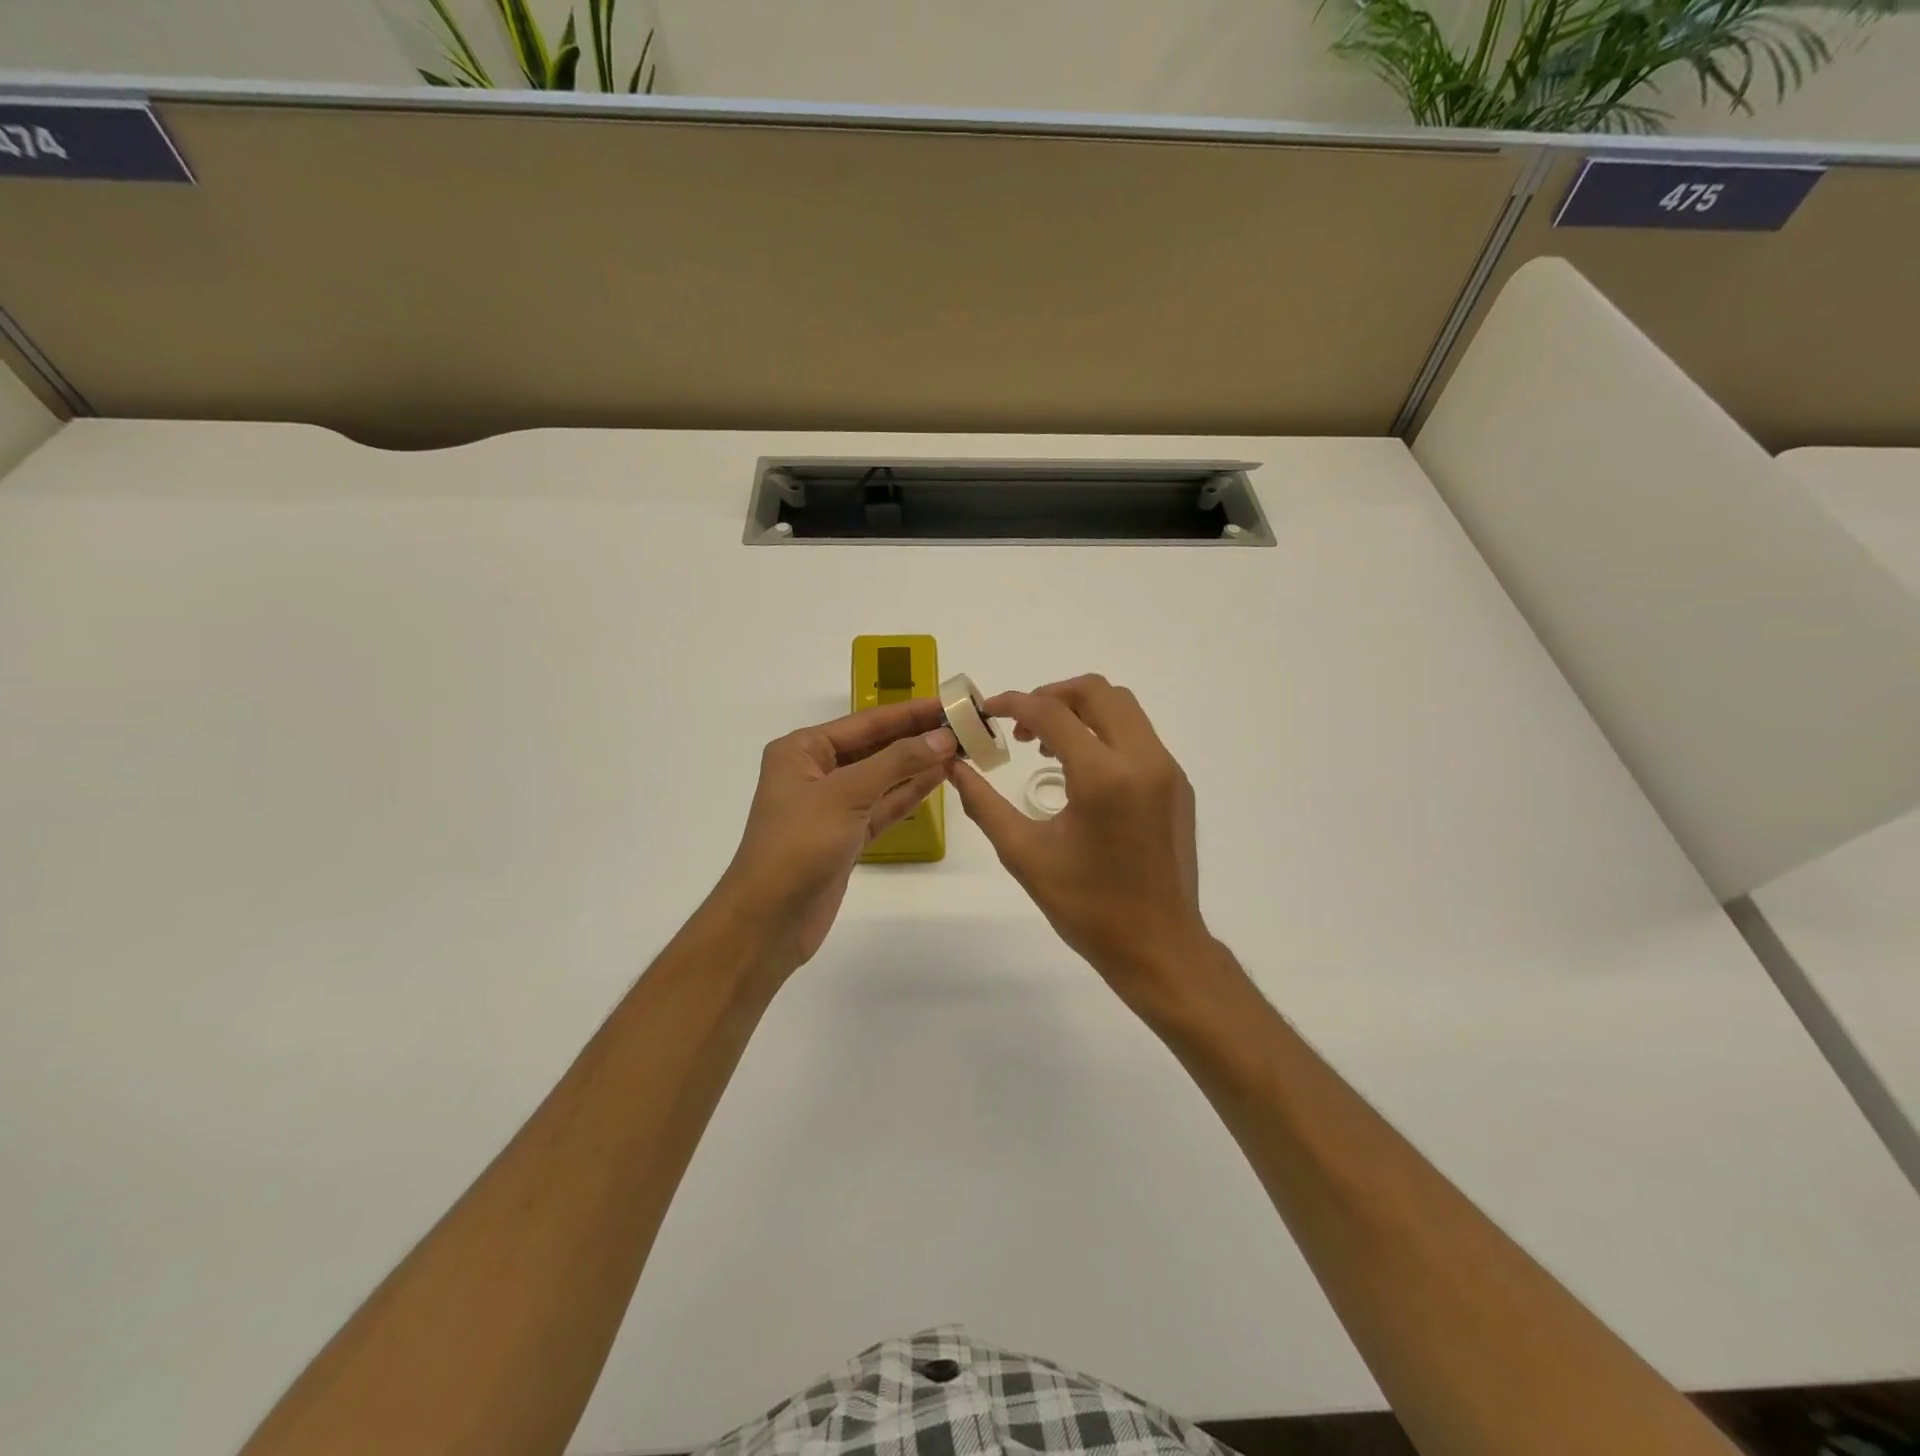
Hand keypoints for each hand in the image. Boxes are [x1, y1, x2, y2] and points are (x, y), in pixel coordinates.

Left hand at [715, 698, 956, 977]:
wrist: (769, 920)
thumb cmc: (799, 845)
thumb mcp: (847, 794)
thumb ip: (897, 762)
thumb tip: (943, 736)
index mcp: (802, 750)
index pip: (866, 722)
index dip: (909, 712)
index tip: (950, 702)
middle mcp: (815, 772)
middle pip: (875, 747)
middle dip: (917, 737)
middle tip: (964, 726)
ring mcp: (832, 806)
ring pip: (882, 777)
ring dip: (918, 764)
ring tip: (960, 749)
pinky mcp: (846, 836)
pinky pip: (883, 806)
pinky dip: (909, 794)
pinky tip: (938, 779)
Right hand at [946, 675, 1211, 1007]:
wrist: (1159, 947)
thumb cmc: (1087, 908)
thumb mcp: (1025, 855)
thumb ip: (984, 804)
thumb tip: (954, 767)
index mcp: (1104, 777)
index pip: (1053, 713)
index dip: (1014, 704)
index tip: (988, 711)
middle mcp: (1143, 760)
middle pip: (1098, 691)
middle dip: (1052, 695)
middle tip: (1022, 726)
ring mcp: (1168, 770)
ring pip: (1124, 708)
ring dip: (1081, 712)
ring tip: (1048, 749)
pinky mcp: (1178, 785)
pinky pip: (1139, 736)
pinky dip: (1106, 733)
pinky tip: (1082, 772)